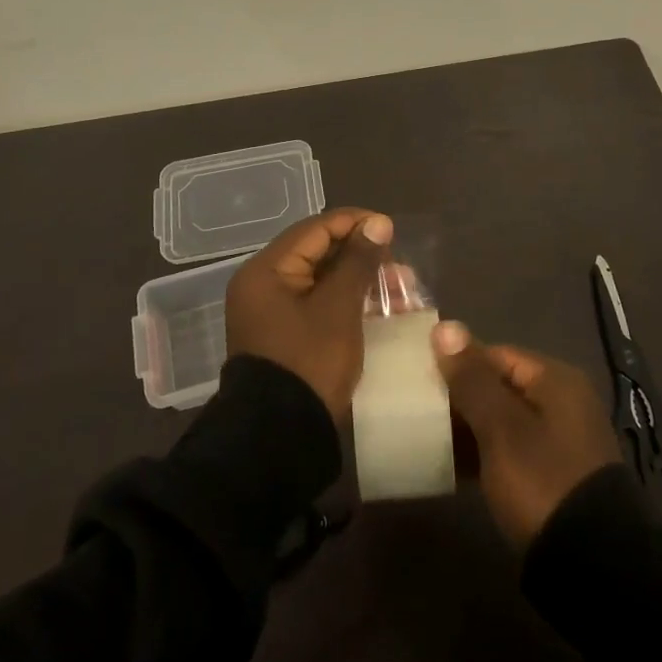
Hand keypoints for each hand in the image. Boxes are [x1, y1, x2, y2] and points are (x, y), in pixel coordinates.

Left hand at [226, 208, 392, 420]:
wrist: (279, 438)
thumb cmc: (309, 363)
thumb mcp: (339, 309)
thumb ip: (358, 261)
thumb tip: (377, 223)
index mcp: (266, 271)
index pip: (315, 229)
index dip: (354, 223)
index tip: (390, 228)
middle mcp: (263, 285)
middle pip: (317, 253)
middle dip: (360, 255)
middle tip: (397, 262)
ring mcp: (271, 313)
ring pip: (321, 281)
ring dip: (358, 280)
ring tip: (398, 286)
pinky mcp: (283, 336)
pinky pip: (317, 305)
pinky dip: (346, 302)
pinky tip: (379, 308)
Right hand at [433, 322, 619, 547]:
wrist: (593, 566)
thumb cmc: (542, 482)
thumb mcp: (500, 428)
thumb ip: (471, 378)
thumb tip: (444, 326)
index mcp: (555, 380)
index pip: (495, 354)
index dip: (456, 365)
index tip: (420, 382)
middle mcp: (563, 402)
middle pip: (500, 386)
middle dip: (460, 398)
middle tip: (419, 413)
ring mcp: (561, 440)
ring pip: (503, 420)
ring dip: (469, 428)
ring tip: (429, 440)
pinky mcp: (555, 475)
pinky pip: (511, 449)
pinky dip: (485, 453)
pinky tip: (455, 468)